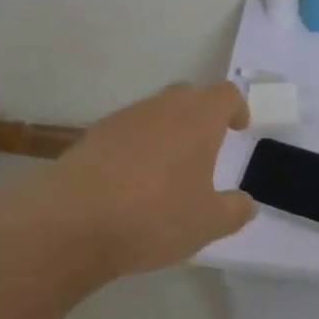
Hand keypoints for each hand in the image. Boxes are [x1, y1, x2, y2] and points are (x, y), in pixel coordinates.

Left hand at [42, 81, 255, 279]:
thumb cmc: (153, 217)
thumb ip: (233, 211)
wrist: (72, 222)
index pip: (225, 94)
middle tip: (206, 146)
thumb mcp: (206, 224)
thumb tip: (247, 203)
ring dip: (167, 130)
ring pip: (155, 112)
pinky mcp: (94, 135)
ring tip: (167, 168)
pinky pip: (127, 131)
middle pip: (189, 95)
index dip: (236, 107)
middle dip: (201, 114)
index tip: (238, 128)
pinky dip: (136, 146)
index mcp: (197, 119)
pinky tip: (130, 181)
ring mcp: (124, 118)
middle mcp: (163, 108)